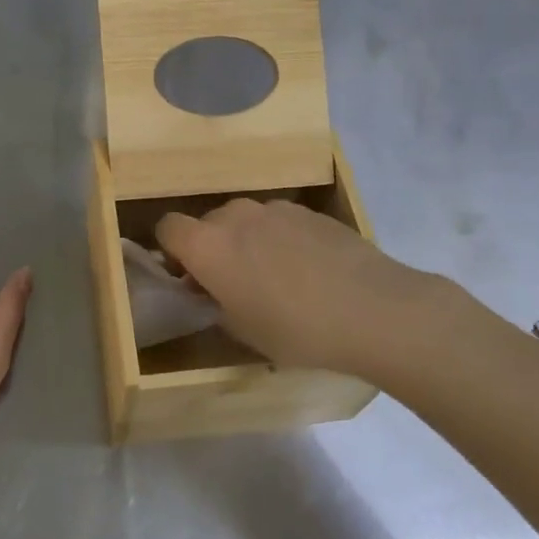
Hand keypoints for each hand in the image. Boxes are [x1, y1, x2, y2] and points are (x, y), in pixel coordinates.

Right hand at [156, 197, 444, 379]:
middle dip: (211, 248)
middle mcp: (234, 215)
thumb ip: (216, 304)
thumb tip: (214, 291)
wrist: (373, 308)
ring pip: (244, 220)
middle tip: (231, 284)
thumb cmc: (297, 329)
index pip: (166, 228)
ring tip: (275, 276)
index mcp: (207, 245)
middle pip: (206, 222)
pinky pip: (277, 221)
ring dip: (246, 241)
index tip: (190, 278)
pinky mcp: (308, 210)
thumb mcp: (243, 331)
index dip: (172, 252)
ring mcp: (274, 208)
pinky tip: (307, 269)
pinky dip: (279, 238)